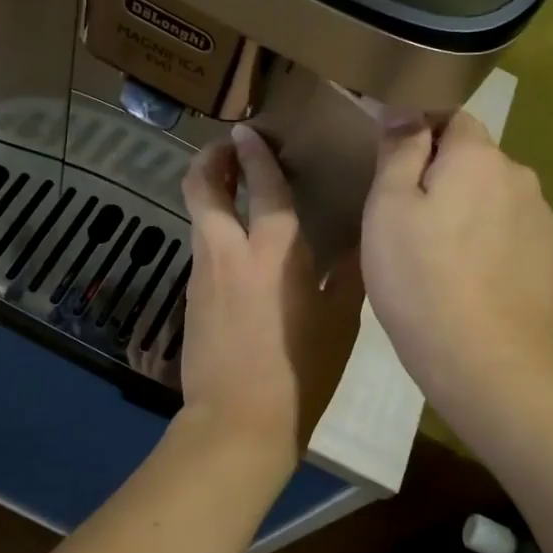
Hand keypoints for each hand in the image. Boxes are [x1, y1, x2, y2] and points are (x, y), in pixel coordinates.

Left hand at [180, 125, 364, 453]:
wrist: (238, 421)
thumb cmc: (300, 371)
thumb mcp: (340, 323)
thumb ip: (349, 275)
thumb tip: (362, 241)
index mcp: (274, 250)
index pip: (262, 183)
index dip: (254, 152)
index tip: (249, 131)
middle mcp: (230, 250)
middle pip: (202, 186)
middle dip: (210, 158)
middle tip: (228, 149)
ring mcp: (203, 272)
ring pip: (197, 215)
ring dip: (209, 192)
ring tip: (232, 188)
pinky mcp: (190, 296)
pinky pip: (201, 247)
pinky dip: (212, 229)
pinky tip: (235, 246)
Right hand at [361, 112, 552, 412]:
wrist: (485, 357)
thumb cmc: (421, 276)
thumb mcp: (388, 207)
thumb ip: (399, 150)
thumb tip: (406, 110)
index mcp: (478, 155)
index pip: (451, 117)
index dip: (421, 135)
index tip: (395, 172)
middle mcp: (519, 175)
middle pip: (474, 159)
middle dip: (444, 176)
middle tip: (408, 221)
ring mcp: (541, 218)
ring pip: (493, 197)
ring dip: (468, 210)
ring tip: (439, 256)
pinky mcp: (550, 257)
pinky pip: (510, 231)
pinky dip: (489, 241)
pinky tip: (470, 278)